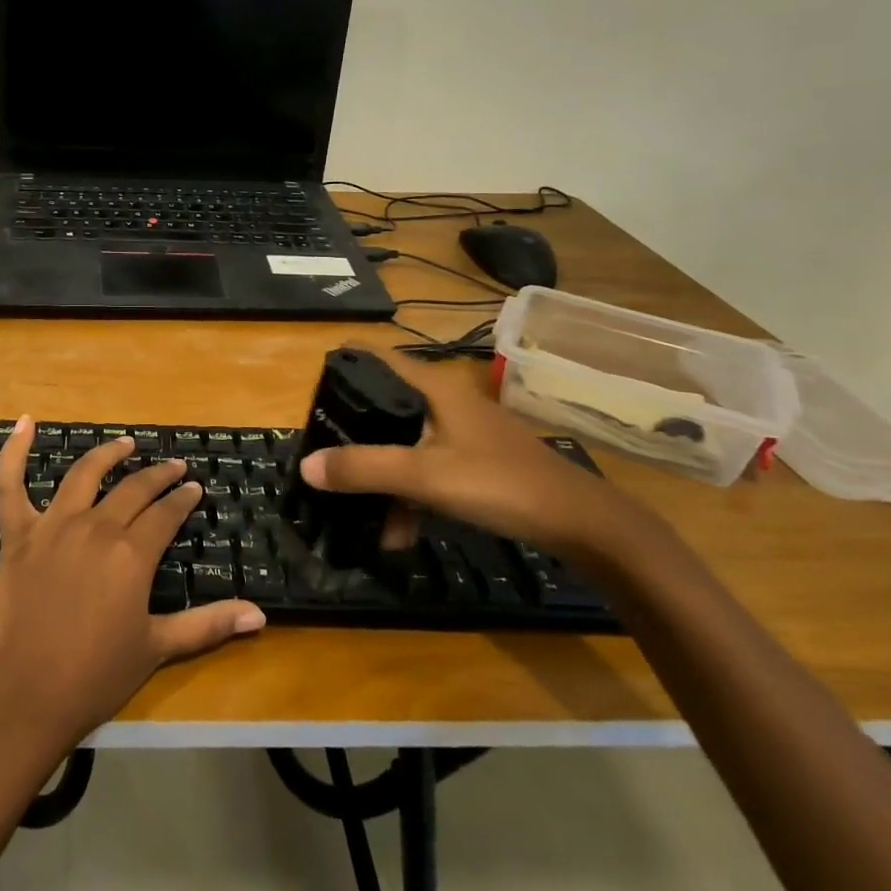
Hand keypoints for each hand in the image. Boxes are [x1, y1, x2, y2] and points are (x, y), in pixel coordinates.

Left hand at [0, 419, 265, 753]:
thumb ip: (208, 625)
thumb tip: (260, 615)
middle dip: (158, 475)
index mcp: (132, 554)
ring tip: (125, 443)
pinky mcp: (17, 535)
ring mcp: (52, 526)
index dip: (183, 499)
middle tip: (173, 466)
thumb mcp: (157, 648)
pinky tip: (24, 423)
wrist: (25, 698)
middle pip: (133, 489)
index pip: (166, 514)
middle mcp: (95, 527)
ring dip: (108, 454)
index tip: (194, 488)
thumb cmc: (95, 677)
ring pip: (83, 475)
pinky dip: (14, 452)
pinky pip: (10, 485)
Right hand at [299, 352, 648, 562]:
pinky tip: (400, 534)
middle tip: (324, 454)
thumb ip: (364, 469)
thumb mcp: (425, 476)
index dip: (346, 360)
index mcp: (435, 390)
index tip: (314, 378)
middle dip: (354, 434)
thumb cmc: (500, 483)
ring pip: (407, 446)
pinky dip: (410, 495)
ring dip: (383, 479)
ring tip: (364, 520)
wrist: (584, 525)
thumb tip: (306, 466)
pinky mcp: (479, 464)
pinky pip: (429, 470)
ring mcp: (465, 435)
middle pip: (387, 406)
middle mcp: (447, 404)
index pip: (380, 357)